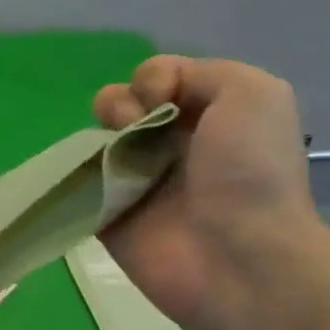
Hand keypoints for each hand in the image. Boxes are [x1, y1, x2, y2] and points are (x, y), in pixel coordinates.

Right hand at [95, 55, 329, 329]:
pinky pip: (78, 180)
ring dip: (99, 134)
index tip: (167, 102)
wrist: (237, 257)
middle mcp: (170, 144)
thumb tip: (147, 99)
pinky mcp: (106, 212)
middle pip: (122, 103)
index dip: (154, 80)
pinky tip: (94, 177)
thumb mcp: (253, 94)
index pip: (158, 79)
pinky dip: (76, 171)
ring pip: (97, 136)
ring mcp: (135, 179)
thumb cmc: (250, 172)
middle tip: (138, 129)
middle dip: (120, 104)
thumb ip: (199, 73)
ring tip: (116, 157)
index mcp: (207, 116)